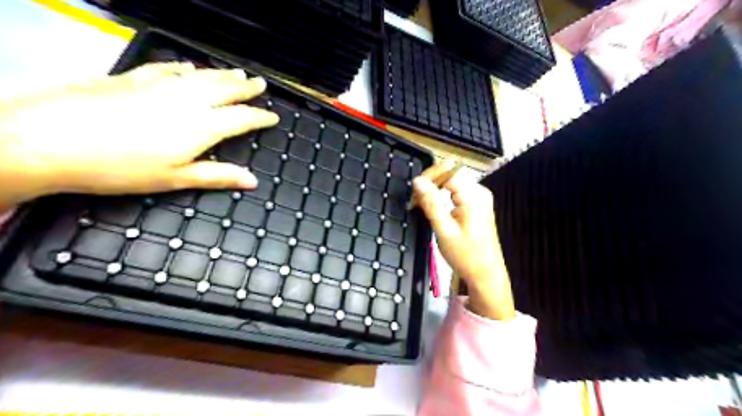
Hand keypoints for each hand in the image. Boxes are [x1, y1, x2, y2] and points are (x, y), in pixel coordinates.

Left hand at [0, 62, 276, 211]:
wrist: (49, 139)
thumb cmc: (120, 168)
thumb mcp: (175, 179)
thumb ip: (217, 176)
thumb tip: (253, 181)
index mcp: (201, 127)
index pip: (241, 118)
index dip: (260, 117)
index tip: (273, 117)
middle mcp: (186, 101)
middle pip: (224, 89)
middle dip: (246, 87)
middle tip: (260, 84)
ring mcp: (158, 86)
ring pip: (200, 76)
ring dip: (222, 74)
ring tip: (238, 72)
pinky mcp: (132, 78)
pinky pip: (167, 68)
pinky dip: (184, 67)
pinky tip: (188, 66)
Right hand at [411, 161, 517, 317]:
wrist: (486, 274)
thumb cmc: (466, 256)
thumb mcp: (444, 230)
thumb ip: (431, 203)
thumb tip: (418, 181)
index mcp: (474, 196)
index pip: (447, 172)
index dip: (428, 177)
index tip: (413, 192)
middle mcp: (479, 192)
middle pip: (449, 175)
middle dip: (430, 184)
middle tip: (415, 201)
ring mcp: (479, 198)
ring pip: (451, 183)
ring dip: (434, 191)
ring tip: (421, 206)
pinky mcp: (476, 205)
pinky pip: (456, 192)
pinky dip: (442, 197)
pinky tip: (434, 209)